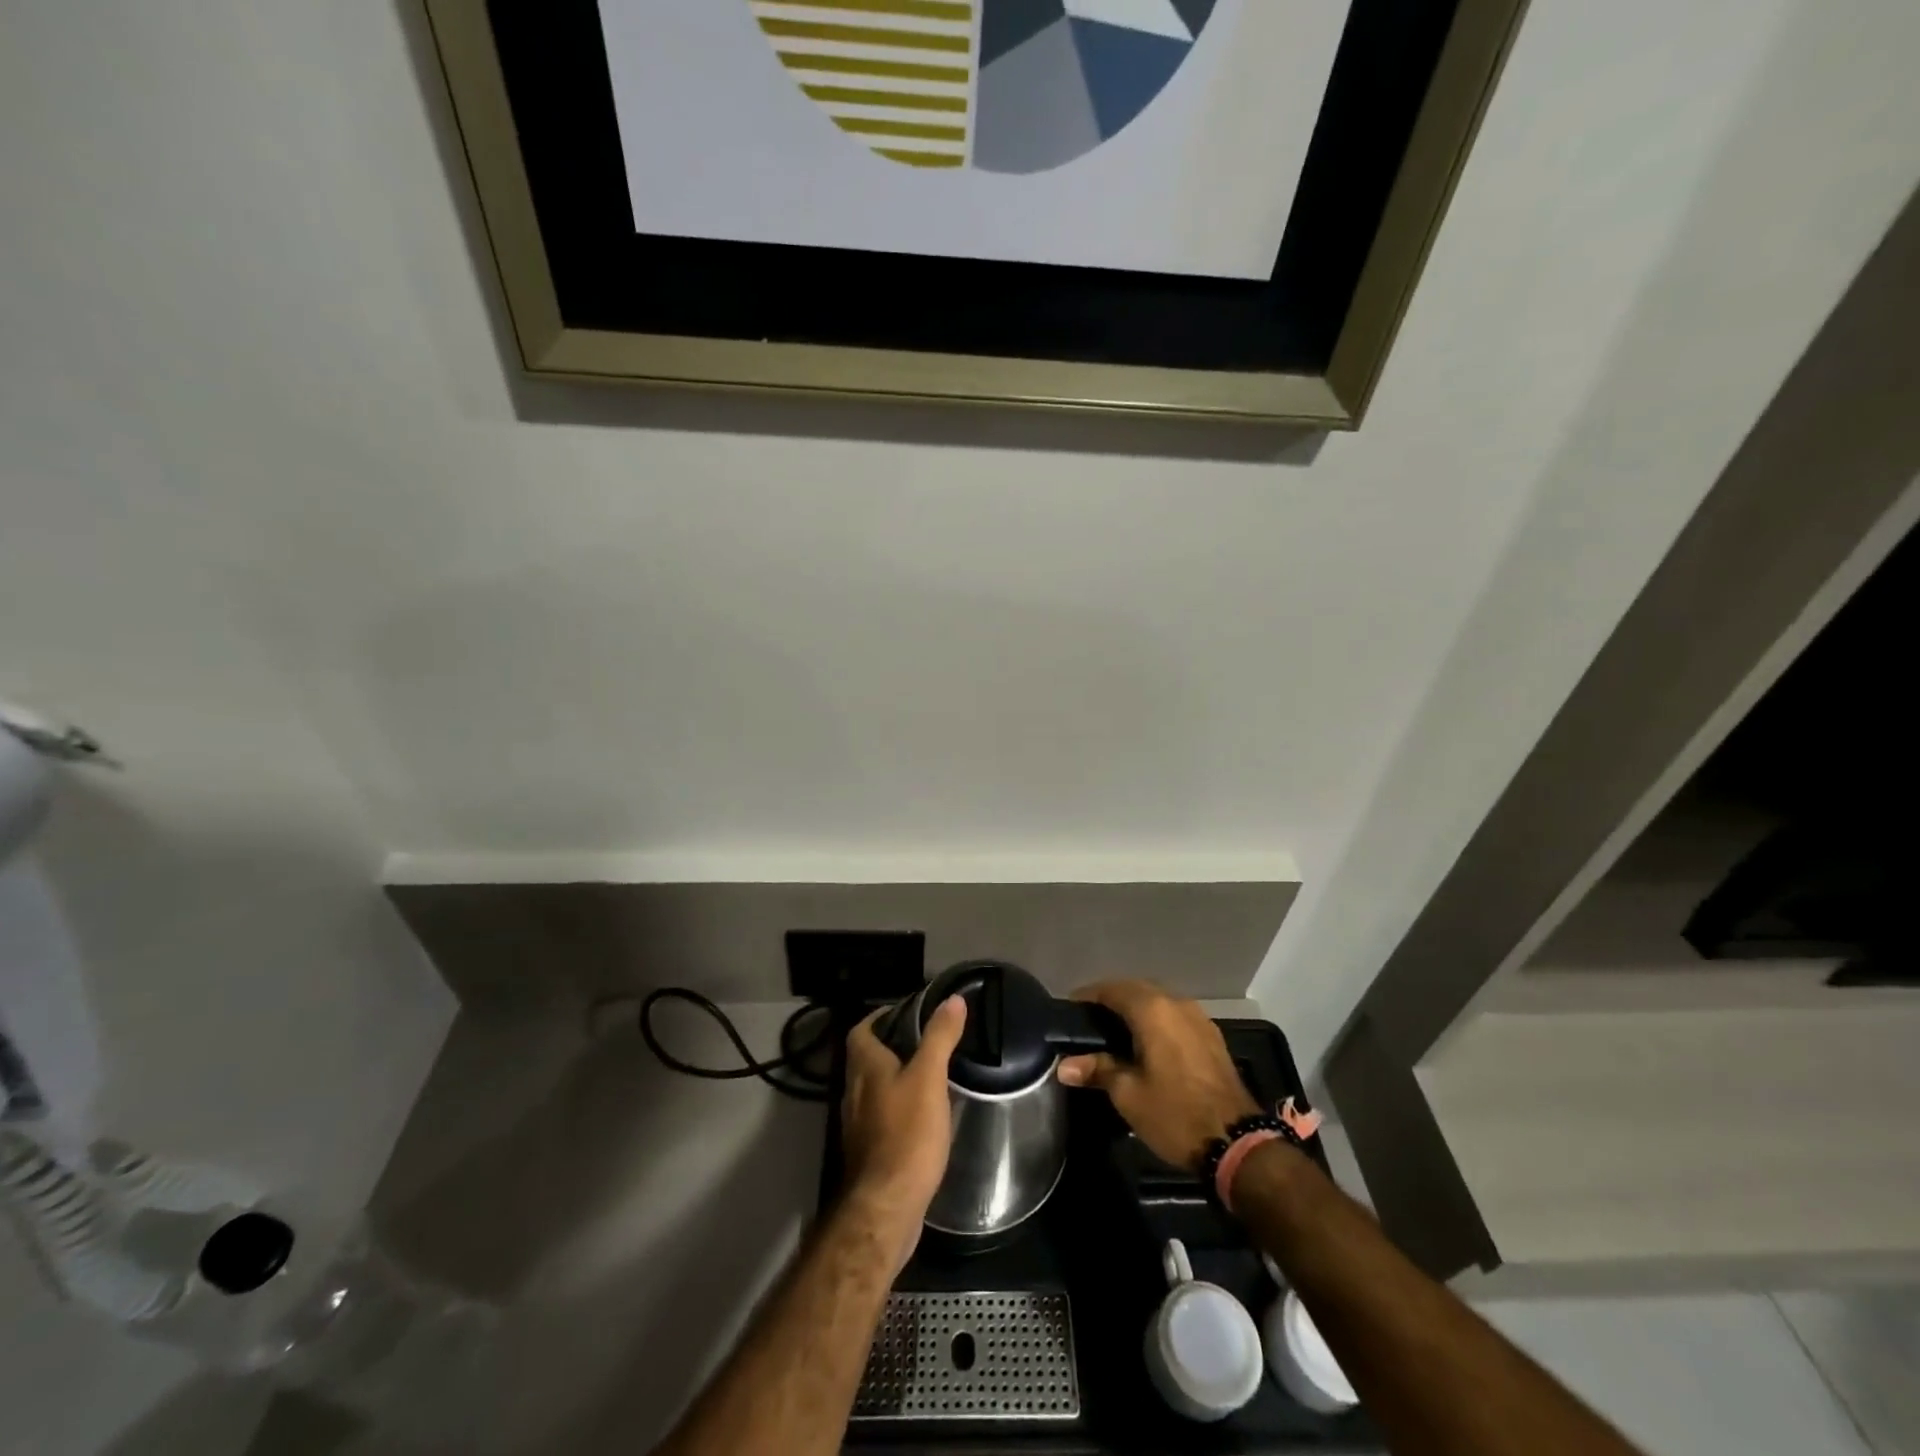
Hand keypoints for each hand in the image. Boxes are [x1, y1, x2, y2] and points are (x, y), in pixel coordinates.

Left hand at [840, 995, 966, 1271]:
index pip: (861, 1030)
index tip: (904, 1012)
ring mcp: (858, 1124)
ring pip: (873, 1089)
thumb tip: (953, 999)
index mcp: (865, 1067)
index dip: (878, 1017)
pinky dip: (896, 1108)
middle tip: (922, 1040)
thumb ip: (939, 1037)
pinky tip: (921, 1116)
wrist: (887, 1206)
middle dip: (889, 1046)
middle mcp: (854, 1091)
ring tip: (926, 1073)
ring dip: (893, 1078)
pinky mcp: (869, 1152)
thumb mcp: (929, 1078)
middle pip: (865, 1058)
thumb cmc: (907, 1133)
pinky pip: (880, 1117)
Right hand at [1056, 981, 1259, 1171]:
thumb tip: (1064, 1065)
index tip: (1069, 1011)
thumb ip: (1096, 1070)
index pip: (1111, 989)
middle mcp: (1176, 1003)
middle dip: (1111, 1000)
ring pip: (1158, 1002)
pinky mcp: (1212, 1037)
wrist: (1237, 1143)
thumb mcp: (1128, 1094)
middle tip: (1088, 1021)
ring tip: (1115, 1032)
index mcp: (1152, 1010)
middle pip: (1136, 990)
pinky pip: (1175, 1016)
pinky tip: (1147, 1044)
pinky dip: (1156, 1022)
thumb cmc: (1175, 1114)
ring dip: (1136, 1010)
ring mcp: (1198, 1018)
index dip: (1087, 996)